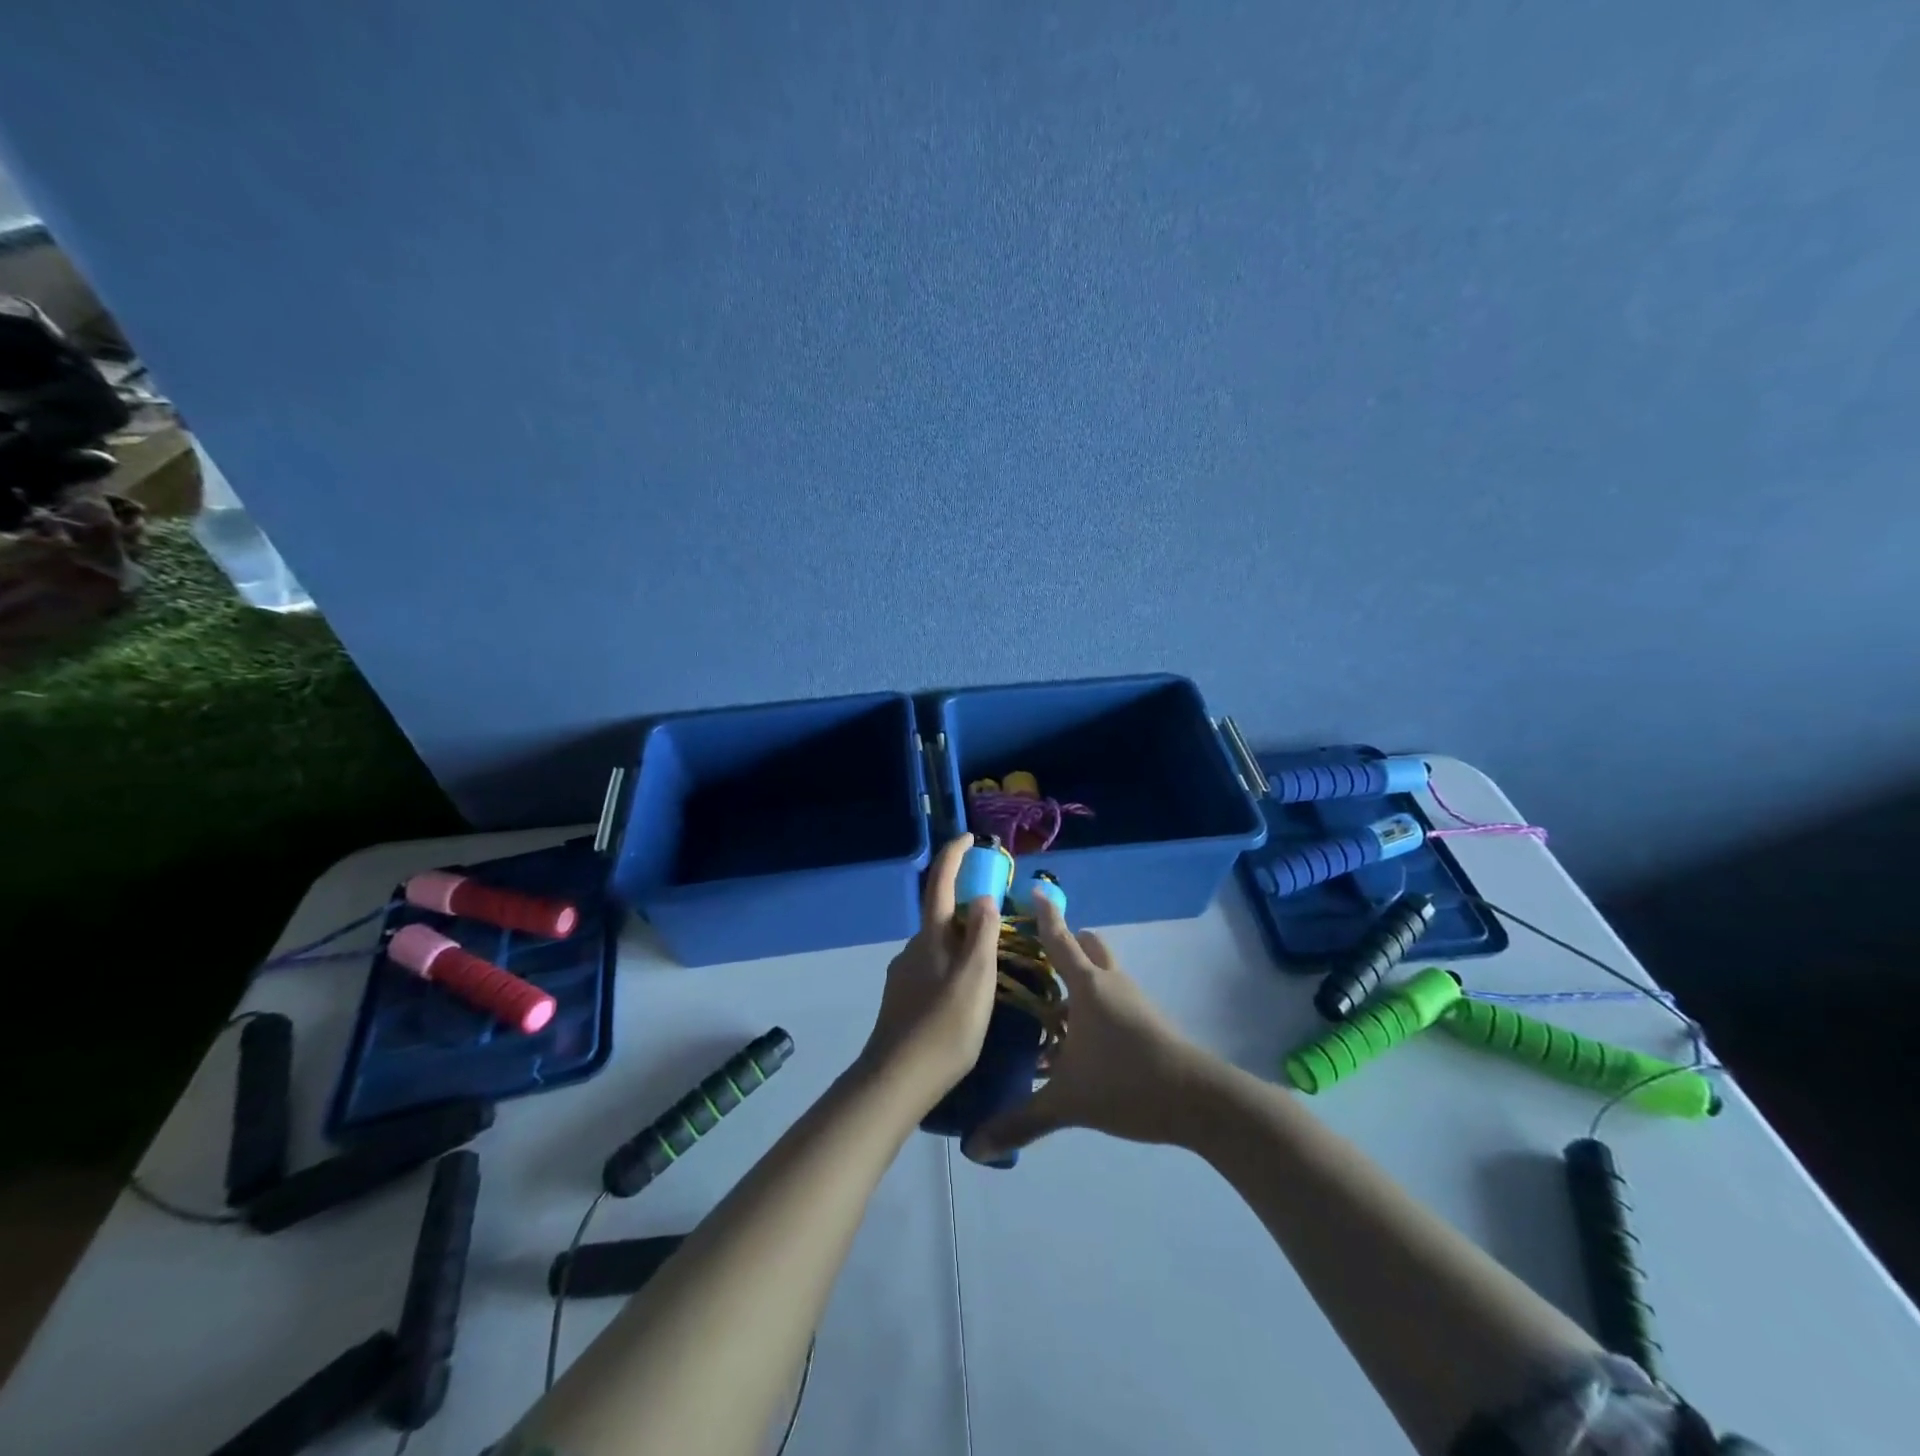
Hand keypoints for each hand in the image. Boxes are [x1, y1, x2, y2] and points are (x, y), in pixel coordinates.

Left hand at [858, 835, 1000, 1114]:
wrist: (897, 1080)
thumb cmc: (944, 1026)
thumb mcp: (975, 978)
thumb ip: (981, 935)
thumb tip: (982, 897)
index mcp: (931, 937)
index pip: (941, 883)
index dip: (954, 856)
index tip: (969, 837)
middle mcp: (914, 948)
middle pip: (942, 916)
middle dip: (968, 908)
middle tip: (1001, 920)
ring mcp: (904, 975)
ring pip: (939, 946)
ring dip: (962, 943)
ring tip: (992, 964)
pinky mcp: (903, 1000)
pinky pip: (934, 969)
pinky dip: (953, 967)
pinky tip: (967, 995)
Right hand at [962, 897, 1220, 1163]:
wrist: (1200, 1101)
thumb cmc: (1127, 1083)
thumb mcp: (1067, 1103)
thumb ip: (1021, 1122)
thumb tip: (974, 1147)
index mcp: (1088, 986)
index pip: (1059, 940)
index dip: (1046, 915)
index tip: (1036, 890)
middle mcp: (1111, 983)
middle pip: (1088, 947)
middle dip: (1067, 944)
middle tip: (1037, 958)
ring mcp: (1133, 1001)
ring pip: (1103, 973)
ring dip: (1080, 978)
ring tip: (1050, 1005)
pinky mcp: (1148, 1021)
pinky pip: (1114, 998)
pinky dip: (1094, 1005)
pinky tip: (1078, 1041)